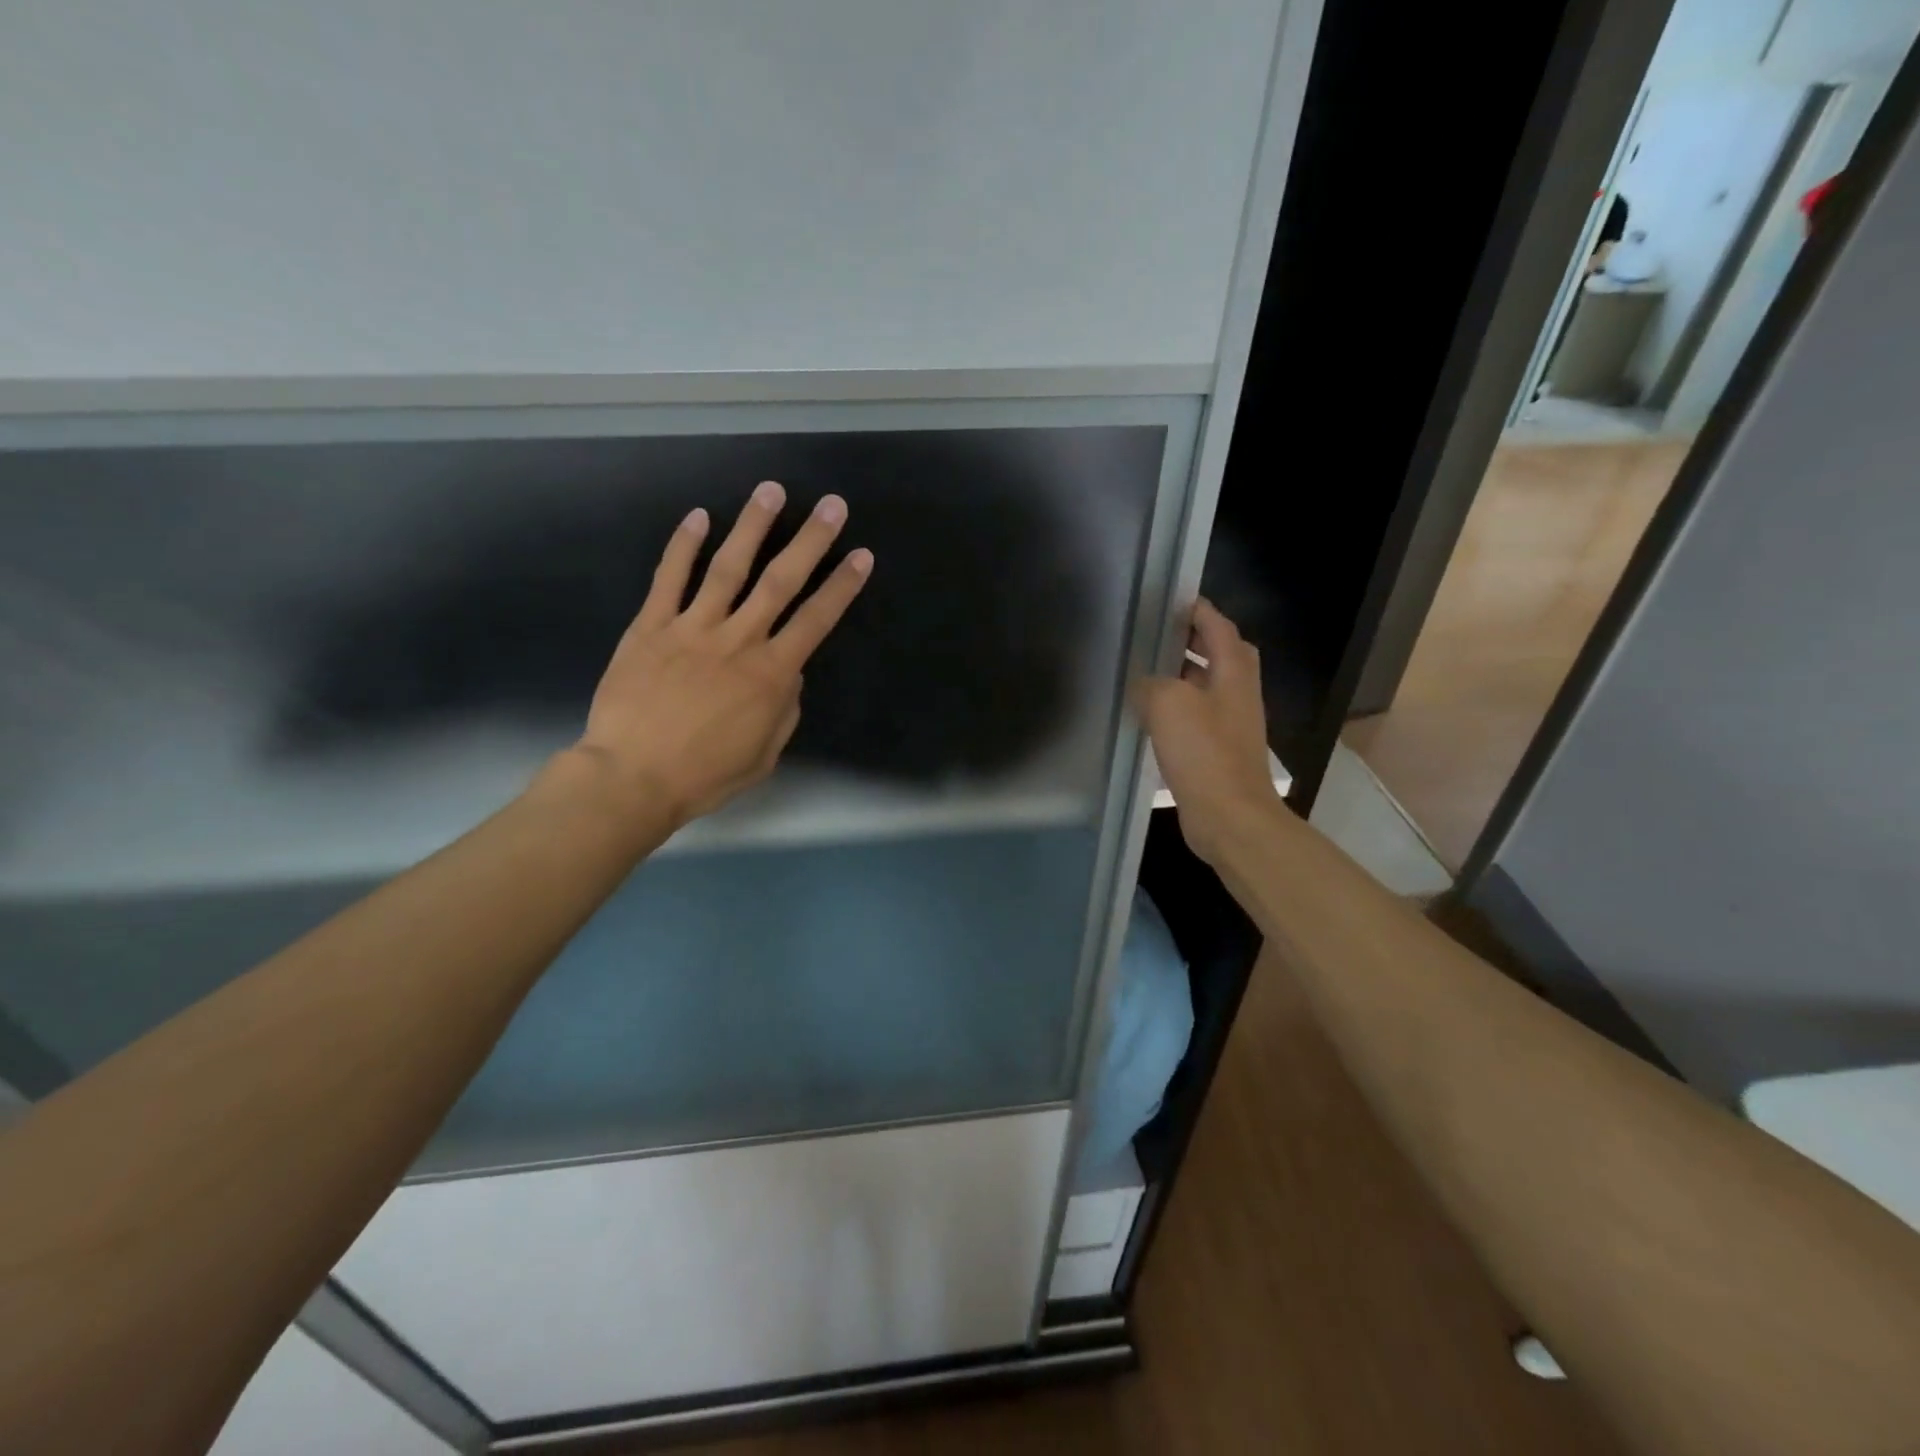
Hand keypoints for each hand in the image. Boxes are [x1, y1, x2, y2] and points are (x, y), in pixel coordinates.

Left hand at [574, 480, 871, 829]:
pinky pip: (669, 579)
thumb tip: (789, 674)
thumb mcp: (764, 754)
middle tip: (832, 506)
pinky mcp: (650, 627)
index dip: (842, 586)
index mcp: (771, 675)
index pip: (816, 620)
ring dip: (752, 527)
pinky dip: (683, 546)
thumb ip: (784, 710)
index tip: (861, 556)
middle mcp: (738, 641)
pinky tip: (698, 517)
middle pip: (780, 582)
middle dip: (811, 541)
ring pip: (727, 568)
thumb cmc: (704, 775)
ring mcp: (691, 628)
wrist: (632, 778)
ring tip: (771, 491)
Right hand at [1132, 599, 1280, 864]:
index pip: (1219, 628)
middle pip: (1220, 655)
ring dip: (1181, 675)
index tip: (1170, 601)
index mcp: (1234, 672)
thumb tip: (1143, 684)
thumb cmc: (1204, 752)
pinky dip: (1176, 708)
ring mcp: (1230, 724)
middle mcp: (1238, 693)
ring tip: (1145, 670)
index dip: (1198, 610)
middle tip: (1156, 634)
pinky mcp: (1218, 751)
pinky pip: (1196, 717)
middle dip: (1192, 640)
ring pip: (1206, 687)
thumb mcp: (1169, 703)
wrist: (1229, 816)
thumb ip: (1151, 683)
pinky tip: (1149, 716)